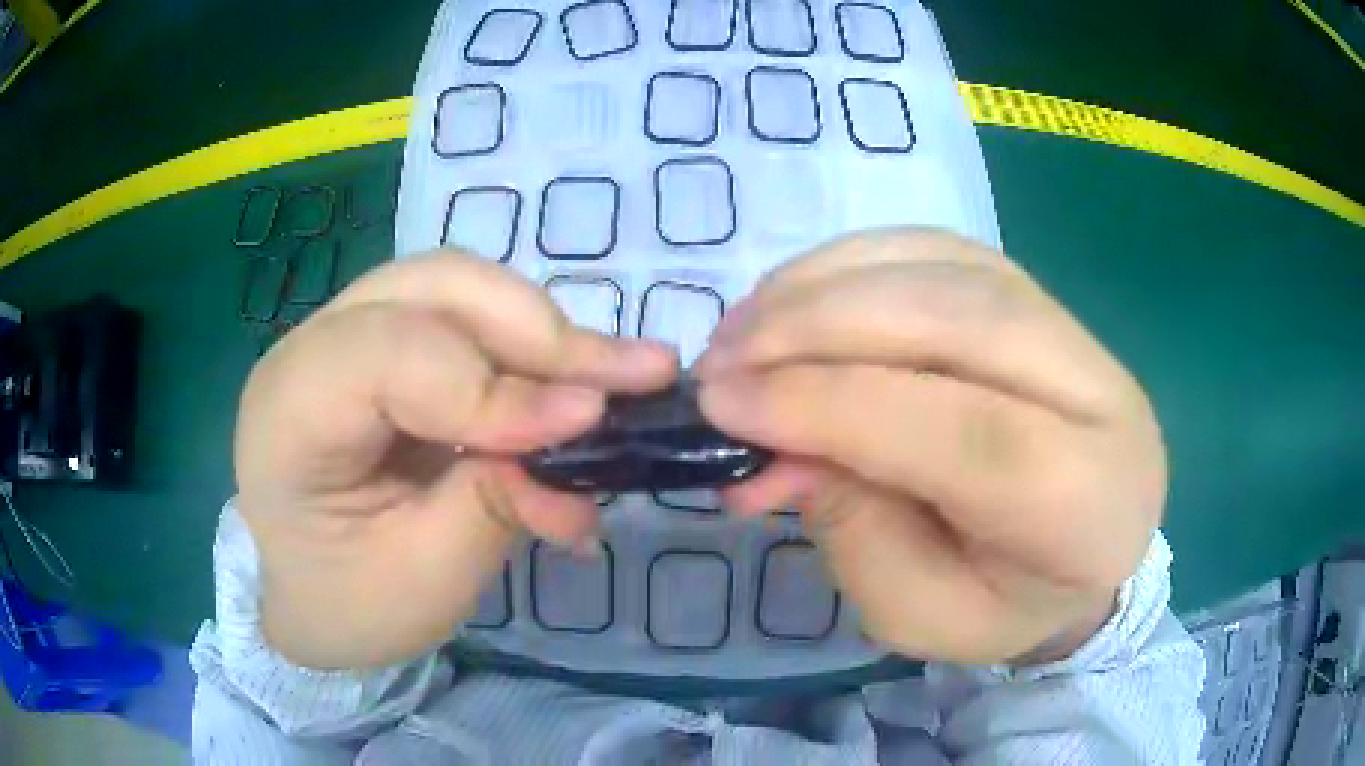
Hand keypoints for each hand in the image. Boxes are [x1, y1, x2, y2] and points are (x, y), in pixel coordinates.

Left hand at [235, 253, 674, 669]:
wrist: (306, 596)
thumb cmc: (348, 603)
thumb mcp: (423, 580)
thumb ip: (496, 501)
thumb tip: (585, 433)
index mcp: (289, 410)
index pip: (392, 353)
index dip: (492, 385)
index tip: (587, 421)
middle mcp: (312, 347)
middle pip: (433, 289)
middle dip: (538, 332)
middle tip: (632, 376)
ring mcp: (350, 335)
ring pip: (458, 289)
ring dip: (543, 332)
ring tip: (617, 374)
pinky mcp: (388, 347)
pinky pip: (467, 321)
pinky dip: (529, 350)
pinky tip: (576, 384)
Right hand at [695, 230, 1165, 665]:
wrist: (1082, 550)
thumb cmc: (1006, 603)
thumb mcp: (920, 614)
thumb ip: (856, 532)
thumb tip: (778, 441)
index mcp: (1086, 504)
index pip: (966, 434)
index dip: (834, 406)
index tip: (724, 402)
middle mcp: (1101, 396)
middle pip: (961, 321)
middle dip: (820, 327)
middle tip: (723, 356)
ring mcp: (1076, 330)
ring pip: (946, 267)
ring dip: (826, 284)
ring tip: (746, 326)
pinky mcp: (1037, 297)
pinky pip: (940, 251)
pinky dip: (855, 262)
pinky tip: (800, 297)